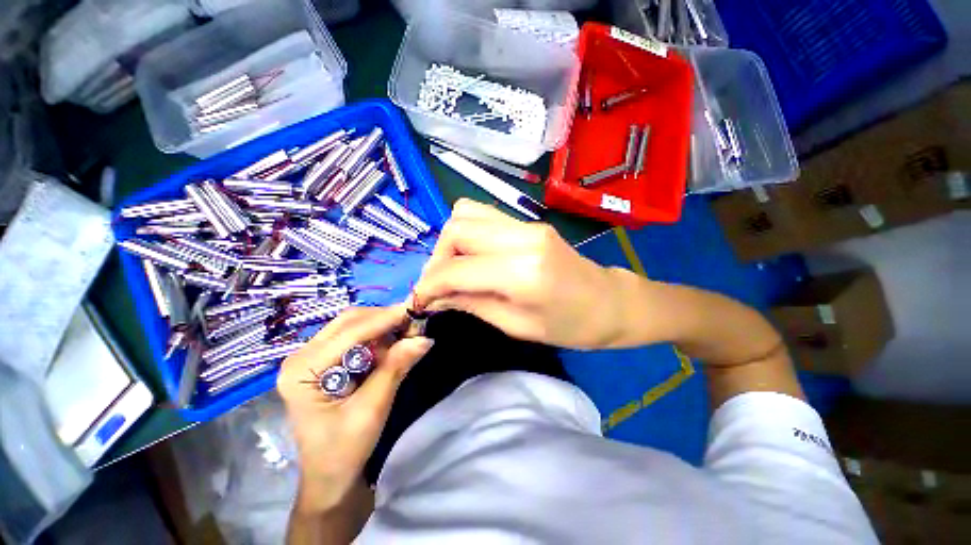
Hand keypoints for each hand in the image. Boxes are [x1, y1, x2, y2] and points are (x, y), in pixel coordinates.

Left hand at [277, 305, 433, 511]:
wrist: (331, 477)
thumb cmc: (344, 450)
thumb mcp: (373, 409)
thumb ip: (396, 369)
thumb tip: (424, 338)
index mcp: (302, 371)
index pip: (349, 332)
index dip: (385, 319)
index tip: (415, 311)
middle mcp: (302, 356)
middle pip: (349, 322)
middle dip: (384, 320)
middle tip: (414, 327)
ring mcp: (312, 357)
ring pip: (354, 325)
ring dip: (383, 327)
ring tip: (407, 336)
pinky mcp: (326, 361)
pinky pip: (355, 337)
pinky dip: (378, 337)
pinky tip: (392, 346)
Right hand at [413, 198, 625, 348]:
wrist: (611, 303)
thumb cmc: (571, 327)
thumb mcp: (516, 326)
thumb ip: (471, 304)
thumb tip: (434, 296)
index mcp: (522, 272)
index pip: (456, 269)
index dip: (429, 285)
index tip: (419, 301)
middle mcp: (522, 237)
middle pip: (456, 229)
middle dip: (437, 259)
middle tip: (438, 286)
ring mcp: (527, 224)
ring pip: (466, 214)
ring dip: (450, 243)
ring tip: (454, 270)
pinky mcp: (529, 222)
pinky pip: (484, 216)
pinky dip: (467, 234)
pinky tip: (472, 257)